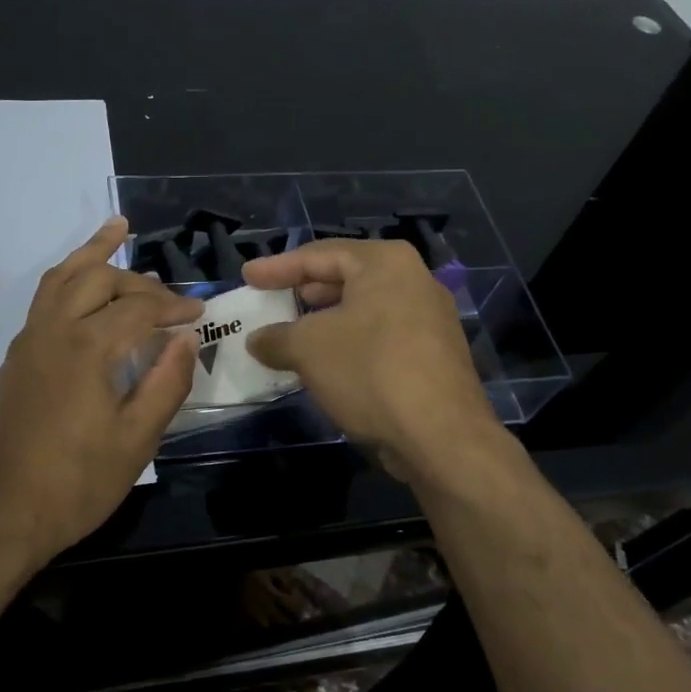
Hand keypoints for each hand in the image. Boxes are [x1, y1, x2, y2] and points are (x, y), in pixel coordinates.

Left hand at [0, 218, 199, 569]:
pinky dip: (69, 276)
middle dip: (140, 281)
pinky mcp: (17, 356)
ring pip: (62, 276)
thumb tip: (187, 338)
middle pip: (99, 279)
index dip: (174, 307)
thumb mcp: (136, 441)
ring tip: (117, 229)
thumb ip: (167, 383)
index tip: (200, 314)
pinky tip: (83, 284)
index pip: (140, 309)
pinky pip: (45, 297)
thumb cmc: (75, 484)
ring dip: (92, 253)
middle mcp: (54, 330)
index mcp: (87, 348)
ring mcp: (29, 340)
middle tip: (170, 299)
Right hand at [241, 239, 500, 485]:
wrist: (443, 437)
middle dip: (305, 291)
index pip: (319, 254)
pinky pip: (381, 334)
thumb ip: (277, 338)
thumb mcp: (309, 349)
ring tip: (294, 335)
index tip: (248, 276)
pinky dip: (350, 341)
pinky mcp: (435, 353)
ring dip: (326, 321)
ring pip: (364, 308)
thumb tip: (257, 340)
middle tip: (273, 302)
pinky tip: (329, 364)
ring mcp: (430, 317)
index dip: (277, 267)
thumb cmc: (370, 372)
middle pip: (346, 277)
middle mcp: (414, 279)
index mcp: (385, 262)